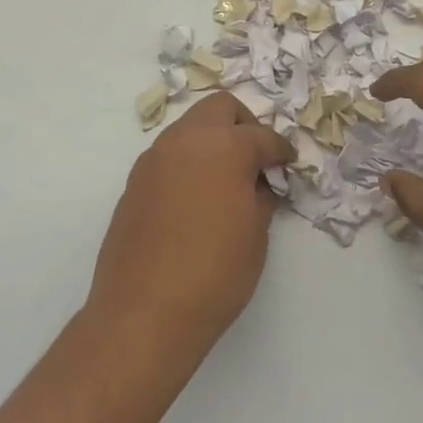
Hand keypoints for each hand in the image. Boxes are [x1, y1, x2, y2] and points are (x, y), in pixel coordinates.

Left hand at [89, 92, 294, 353]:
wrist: (143, 314)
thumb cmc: (213, 274)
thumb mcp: (255, 236)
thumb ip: (261, 198)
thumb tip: (260, 185)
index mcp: (224, 147)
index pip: (262, 136)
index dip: (280, 150)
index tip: (288, 164)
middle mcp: (186, 141)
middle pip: (219, 108)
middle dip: (243, 125)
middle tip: (255, 159)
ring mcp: (154, 159)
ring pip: (189, 127)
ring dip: (211, 140)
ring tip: (225, 179)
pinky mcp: (134, 182)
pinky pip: (169, 155)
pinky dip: (188, 162)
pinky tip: (196, 198)